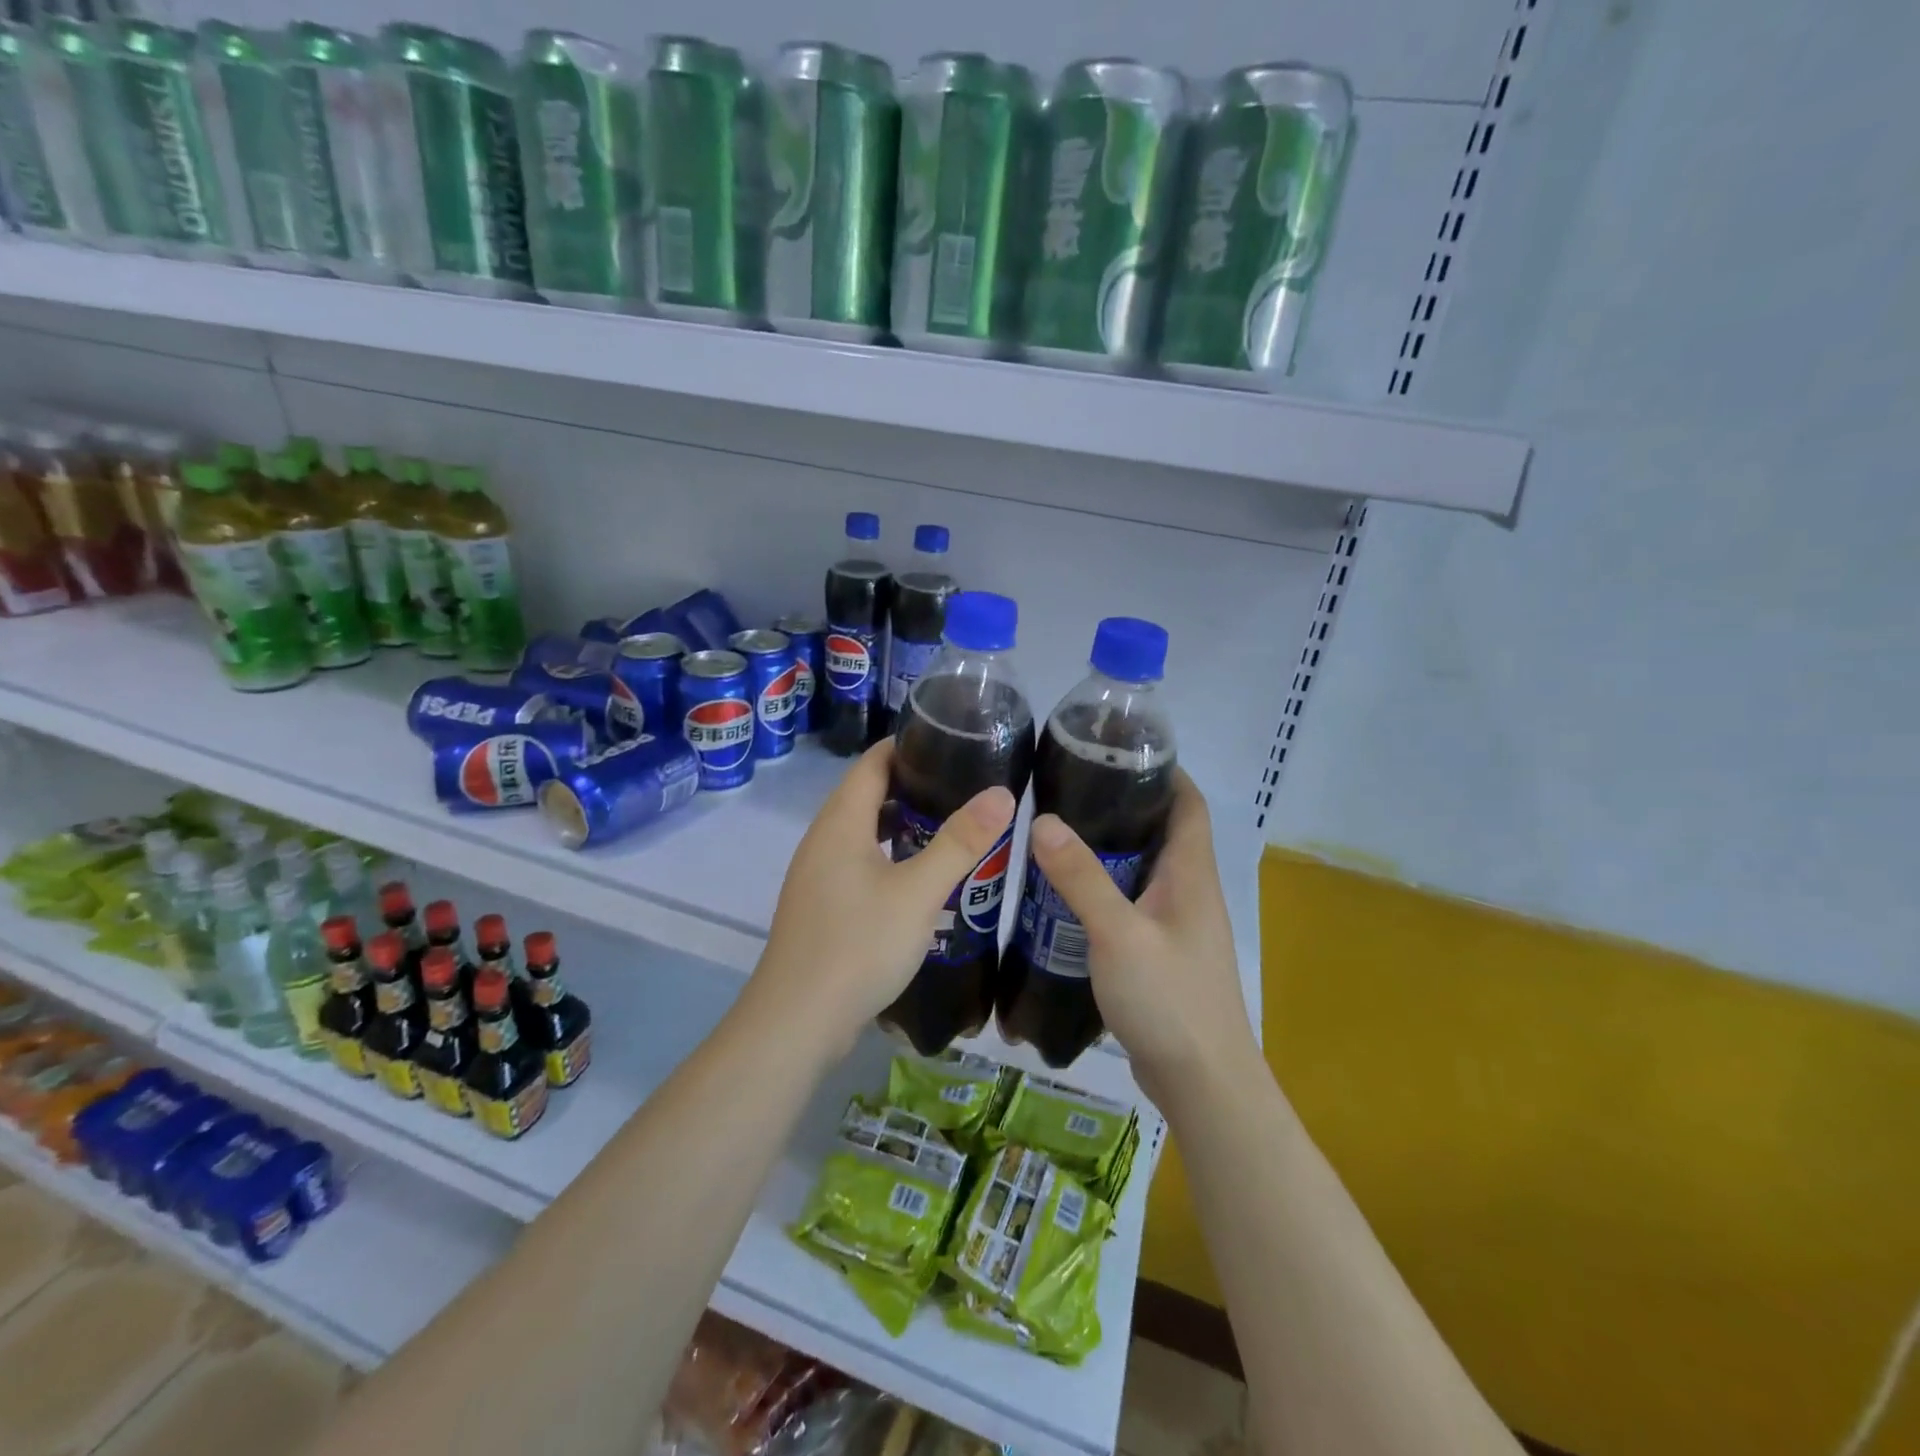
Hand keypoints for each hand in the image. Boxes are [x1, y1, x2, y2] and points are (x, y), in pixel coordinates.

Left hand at [753, 741, 1015, 1050]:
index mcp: (840, 823)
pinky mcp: (822, 906)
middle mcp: (822, 840)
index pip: (872, 762)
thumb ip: (961, 842)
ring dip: (901, 823)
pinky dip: (889, 855)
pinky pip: (858, 862)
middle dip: (912, 784)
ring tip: (949, 825)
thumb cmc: (858, 945)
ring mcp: (817, 876)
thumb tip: (1001, 793)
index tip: (953, 744)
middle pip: (866, 794)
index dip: (908, 745)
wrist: (798, 1022)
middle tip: (963, 785)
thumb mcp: (919, 891)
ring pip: (863, 832)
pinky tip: (919, 876)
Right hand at [1026, 769, 1256, 1110]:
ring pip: (1144, 869)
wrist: (1202, 1082)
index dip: (1163, 770)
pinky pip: (1133, 903)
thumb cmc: (1169, 999)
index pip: (1188, 802)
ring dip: (1110, 848)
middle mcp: (1189, 891)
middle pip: (1163, 830)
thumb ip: (1081, 878)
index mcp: (1191, 874)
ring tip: (1059, 831)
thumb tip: (1044, 821)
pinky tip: (1066, 894)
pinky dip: (1105, 888)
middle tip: (1069, 788)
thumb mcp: (1118, 934)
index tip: (1117, 750)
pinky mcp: (1161, 952)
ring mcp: (1177, 924)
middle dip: (1123, 804)